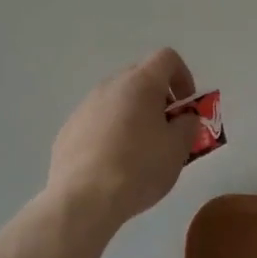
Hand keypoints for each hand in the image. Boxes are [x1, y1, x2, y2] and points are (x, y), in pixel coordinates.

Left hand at [47, 48, 202, 228]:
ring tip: (139, 152)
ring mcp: (85, 106)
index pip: (166, 58)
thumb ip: (188, 125)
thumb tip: (184, 118)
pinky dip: (110, 133)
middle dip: (158, 98)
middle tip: (167, 130)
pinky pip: (97, 121)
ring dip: (133, 115)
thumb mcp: (178, 149)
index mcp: (140, 83)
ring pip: (117, 100)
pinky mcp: (68, 129)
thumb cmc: (139, 168)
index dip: (183, 77)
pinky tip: (112, 165)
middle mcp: (110, 86)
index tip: (186, 106)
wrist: (83, 199)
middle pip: (140, 78)